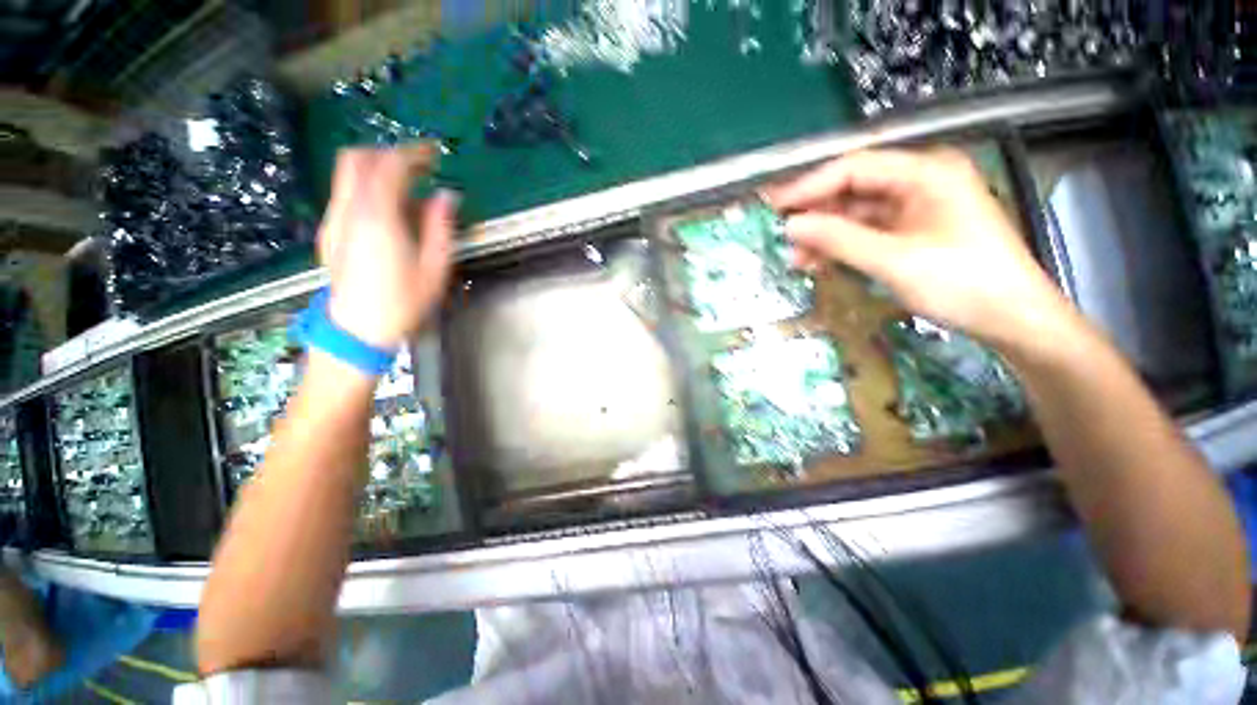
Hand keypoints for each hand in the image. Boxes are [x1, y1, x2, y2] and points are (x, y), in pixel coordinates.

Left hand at [318, 145, 455, 348]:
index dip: (412, 153)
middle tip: (418, 166)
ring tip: (409, 189)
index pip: (389, 166)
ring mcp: (333, 220)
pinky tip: (389, 211)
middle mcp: (348, 210)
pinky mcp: (329, 232)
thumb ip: (440, 228)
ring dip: (377, 171)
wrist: (357, 330)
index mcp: (378, 218)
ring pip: (347, 175)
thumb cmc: (402, 302)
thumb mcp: (435, 268)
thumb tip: (447, 197)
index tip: (434, 154)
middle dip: (388, 153)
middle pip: (357, 159)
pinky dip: (367, 189)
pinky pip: (346, 195)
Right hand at [763, 148, 1079, 354]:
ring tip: (795, 258)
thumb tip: (791, 227)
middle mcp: (921, 181)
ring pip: (857, 214)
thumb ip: (839, 240)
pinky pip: (868, 233)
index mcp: (926, 172)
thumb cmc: (963, 283)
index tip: (773, 205)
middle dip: (815, 213)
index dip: (809, 186)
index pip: (854, 168)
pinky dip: (842, 246)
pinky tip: (819, 262)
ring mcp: (918, 207)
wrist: (1013, 320)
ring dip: (825, 235)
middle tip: (778, 232)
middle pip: (853, 189)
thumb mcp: (894, 261)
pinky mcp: (914, 232)